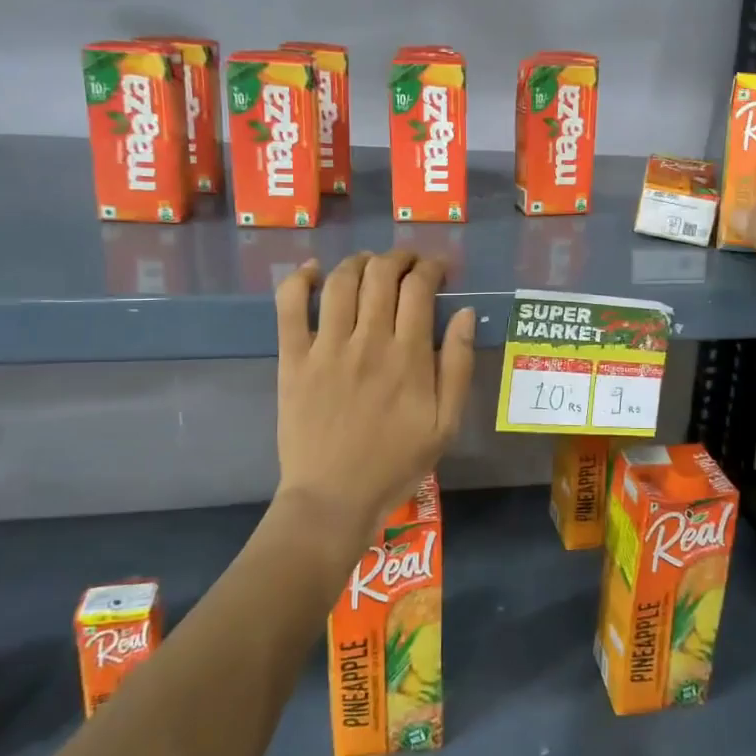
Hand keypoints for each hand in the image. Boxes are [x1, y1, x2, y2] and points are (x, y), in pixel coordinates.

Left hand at [274, 251, 475, 555]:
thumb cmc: (396, 462)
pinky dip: (299, 280)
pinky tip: (312, 271)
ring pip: (341, 281)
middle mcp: (367, 341)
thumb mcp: (446, 423)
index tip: (438, 269)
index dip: (431, 268)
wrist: (334, 498)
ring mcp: (326, 348)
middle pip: (381, 274)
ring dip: (359, 261)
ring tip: (370, 264)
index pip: (419, 288)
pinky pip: (290, 307)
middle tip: (408, 263)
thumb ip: (459, 366)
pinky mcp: (293, 360)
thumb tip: (465, 314)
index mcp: (408, 357)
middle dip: (399, 257)